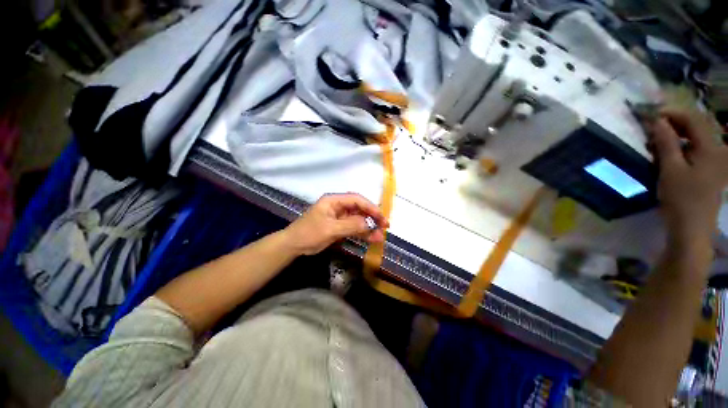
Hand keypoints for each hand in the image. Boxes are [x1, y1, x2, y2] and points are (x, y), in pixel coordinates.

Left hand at [281, 193, 388, 255]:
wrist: (294, 246)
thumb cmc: (309, 233)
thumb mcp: (330, 229)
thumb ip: (351, 225)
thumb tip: (370, 224)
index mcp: (334, 200)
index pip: (356, 200)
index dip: (370, 207)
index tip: (381, 217)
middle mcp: (339, 206)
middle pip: (359, 209)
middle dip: (372, 217)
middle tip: (385, 226)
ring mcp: (340, 217)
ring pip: (358, 219)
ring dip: (369, 227)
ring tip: (380, 236)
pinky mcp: (340, 227)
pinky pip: (354, 228)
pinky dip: (363, 233)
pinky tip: (372, 238)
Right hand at [649, 109, 727, 246]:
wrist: (692, 229)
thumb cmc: (681, 199)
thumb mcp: (670, 170)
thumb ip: (666, 143)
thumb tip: (657, 121)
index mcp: (711, 148)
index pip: (693, 118)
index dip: (673, 112)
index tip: (651, 114)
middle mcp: (718, 150)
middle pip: (698, 125)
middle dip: (675, 121)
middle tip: (654, 125)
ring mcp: (717, 161)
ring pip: (698, 136)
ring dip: (678, 133)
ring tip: (659, 138)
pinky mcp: (711, 170)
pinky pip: (698, 148)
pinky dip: (683, 144)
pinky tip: (671, 150)